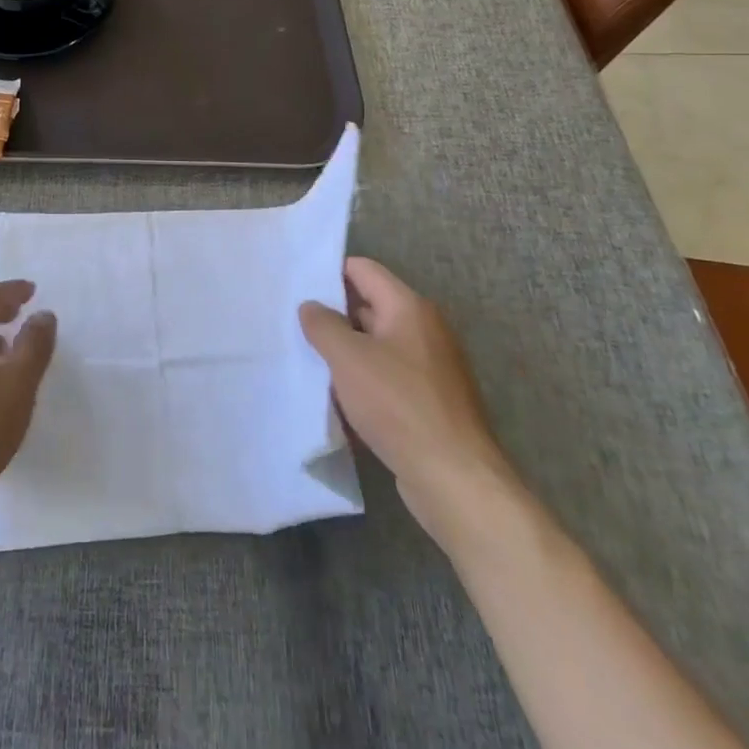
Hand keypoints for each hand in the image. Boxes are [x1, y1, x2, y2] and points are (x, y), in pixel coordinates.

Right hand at [299, 257, 518, 546]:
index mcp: (409, 308)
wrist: (454, 479)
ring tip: (308, 361)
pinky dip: (363, 383)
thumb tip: (311, 306)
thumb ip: (323, 325)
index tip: (298, 286)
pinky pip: (387, 379)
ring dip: (346, 353)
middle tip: (294, 324)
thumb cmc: (398, 404)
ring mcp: (430, 369)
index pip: (364, 270)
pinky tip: (336, 400)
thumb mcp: (348, 358)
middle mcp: (424, 330)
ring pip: (376, 347)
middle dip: (334, 316)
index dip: (330, 273)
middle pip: (370, 307)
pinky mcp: (430, 403)